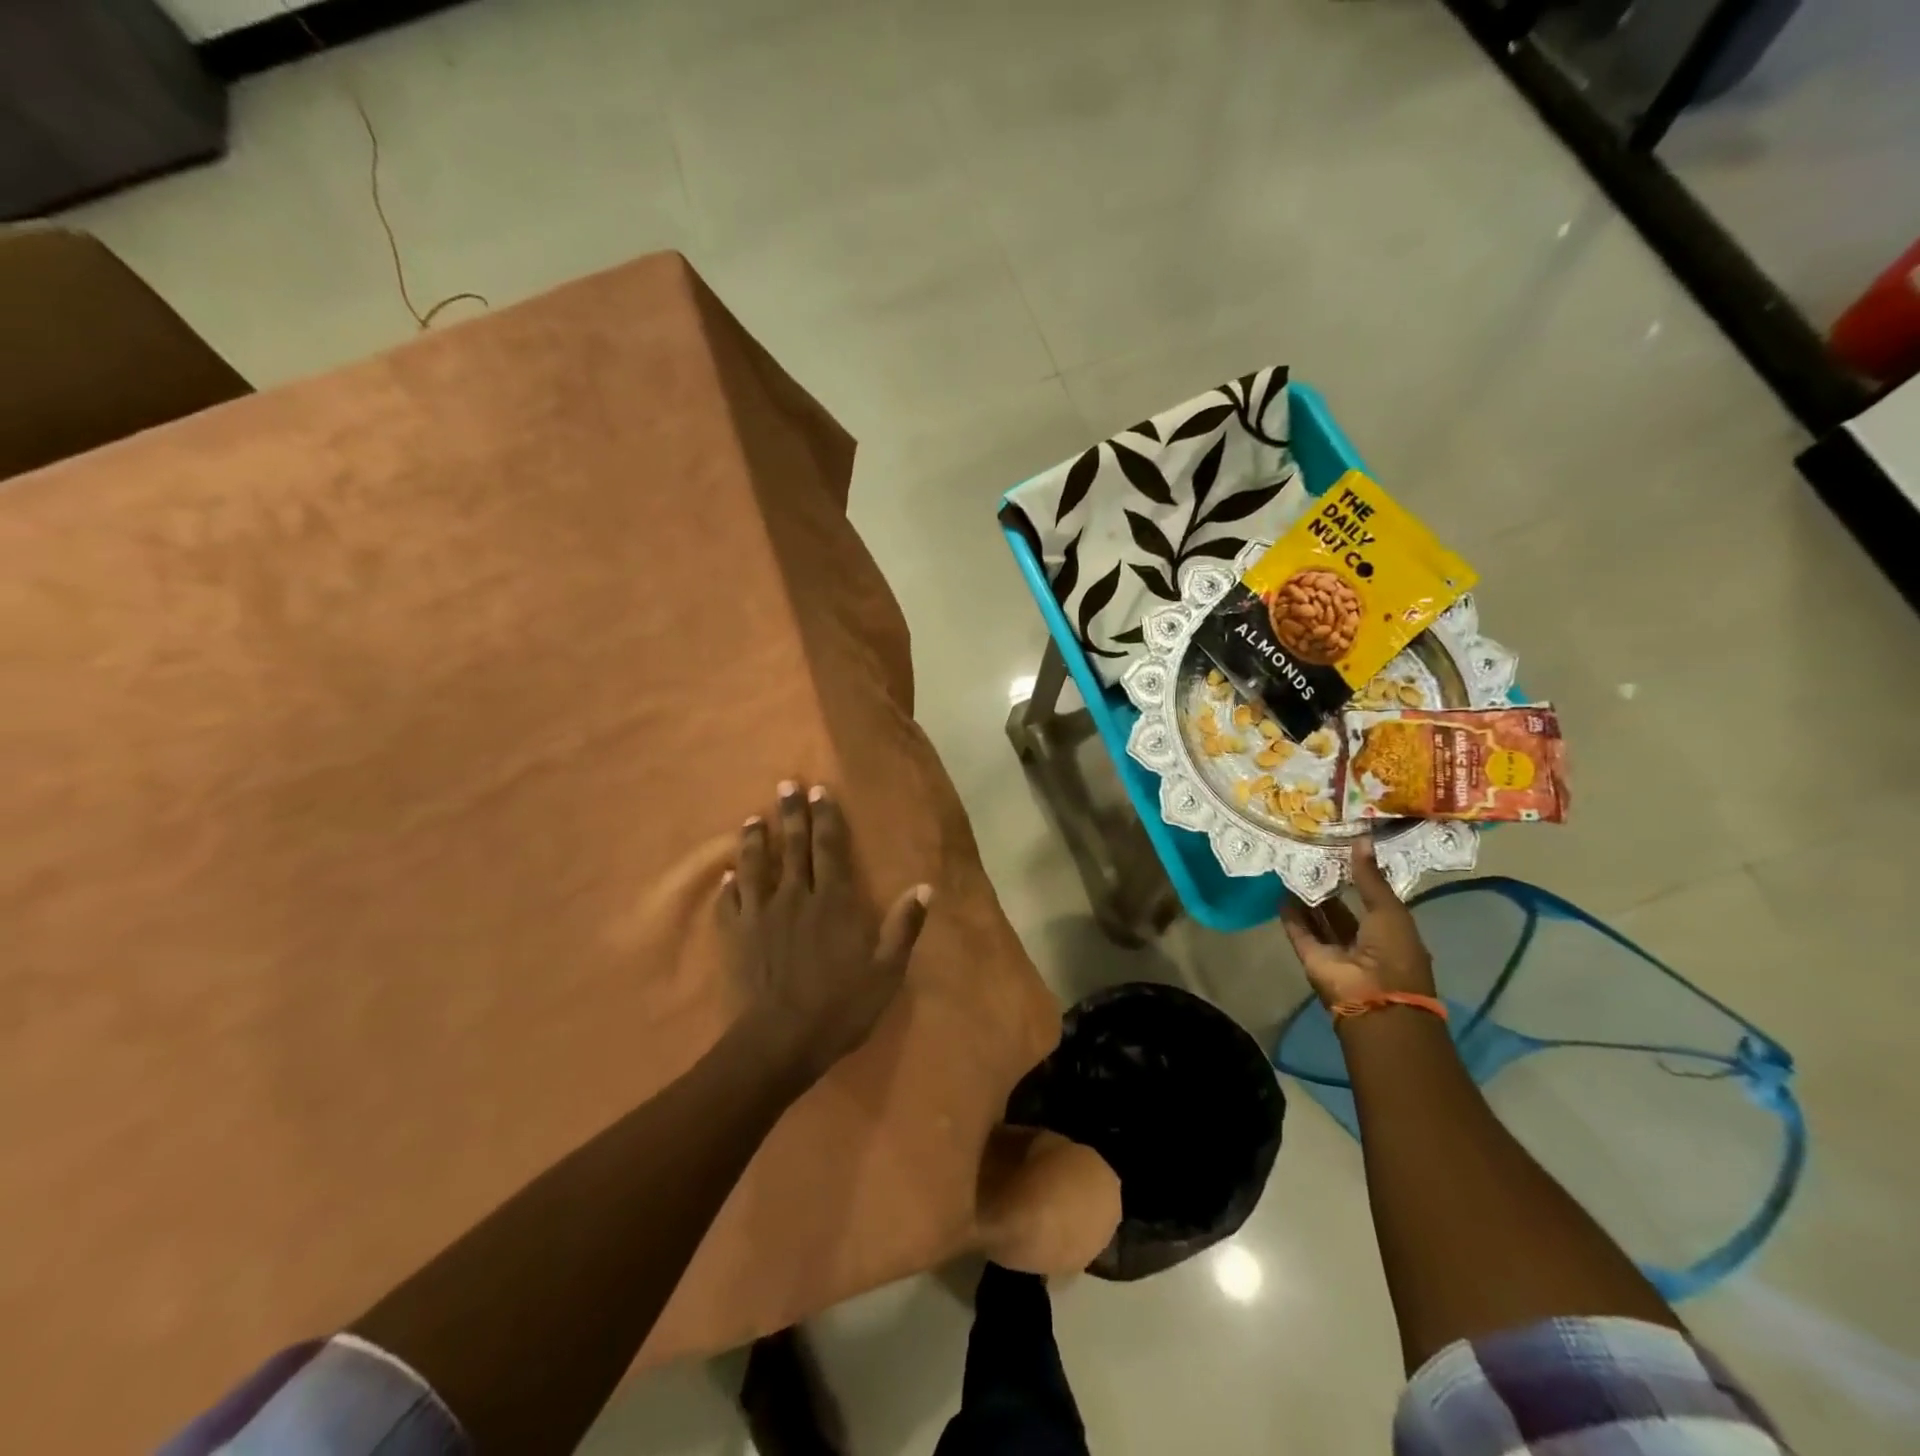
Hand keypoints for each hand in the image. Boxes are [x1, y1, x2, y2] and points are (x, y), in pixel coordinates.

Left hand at [720, 781, 930, 1086]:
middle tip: (786, 785)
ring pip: (756, 867)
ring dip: (754, 841)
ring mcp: (760, 915)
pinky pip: (729, 903)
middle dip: (791, 814)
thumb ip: (903, 926)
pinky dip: (728, 886)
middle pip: (793, 847)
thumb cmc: (840, 1006)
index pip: (830, 848)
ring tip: (752, 820)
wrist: (780, 1042)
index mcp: (833, 902)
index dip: (826, 817)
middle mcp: (795, 897)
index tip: (820, 791)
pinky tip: (725, 876)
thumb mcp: (886, 971)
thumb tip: (924, 887)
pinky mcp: (736, 937)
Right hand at [1280, 836, 1434, 1008]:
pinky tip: (1280, 892)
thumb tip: (1362, 838)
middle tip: (1310, 854)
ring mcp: (1335, 951)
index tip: (1340, 849)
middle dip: (1329, 885)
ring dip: (1306, 898)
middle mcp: (1362, 941)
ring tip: (1292, 867)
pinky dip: (1290, 915)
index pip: (1370, 899)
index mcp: (1389, 932)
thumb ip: (1370, 877)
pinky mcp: (1311, 957)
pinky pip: (1299, 932)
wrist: (1376, 1001)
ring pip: (1318, 919)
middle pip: (1341, 909)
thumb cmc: (1394, 954)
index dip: (1357, 876)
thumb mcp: (1388, 910)